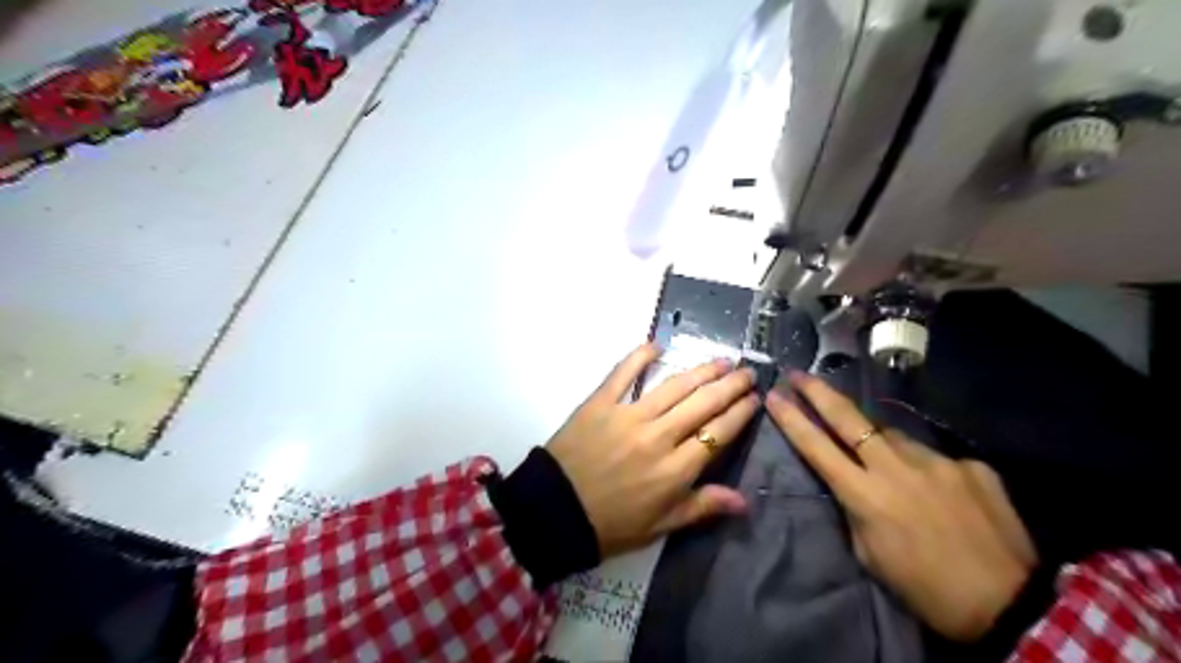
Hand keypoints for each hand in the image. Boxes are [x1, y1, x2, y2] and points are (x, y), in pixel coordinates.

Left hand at [552, 345, 760, 555]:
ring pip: (674, 386)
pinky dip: (640, 356)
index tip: (754, 399)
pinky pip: (623, 374)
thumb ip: (701, 507)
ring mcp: (629, 416)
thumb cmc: (610, 524)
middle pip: (704, 403)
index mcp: (676, 470)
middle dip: (731, 385)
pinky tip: (657, 345)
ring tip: (721, 361)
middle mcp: (659, 436)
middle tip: (747, 372)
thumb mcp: (660, 526)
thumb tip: (745, 500)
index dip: (740, 413)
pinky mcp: (600, 403)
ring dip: (701, 371)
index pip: (719, 433)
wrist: (554, 511)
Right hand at [767, 369, 1036, 638]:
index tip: (774, 395)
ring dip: (880, 443)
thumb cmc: (925, 588)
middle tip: (798, 374)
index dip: (792, 419)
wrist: (1009, 604)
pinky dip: (925, 468)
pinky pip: (933, 457)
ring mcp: (936, 460)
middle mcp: (896, 467)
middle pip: (848, 418)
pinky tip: (938, 493)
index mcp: (865, 495)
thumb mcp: (870, 553)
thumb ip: (856, 509)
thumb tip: (855, 480)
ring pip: (893, 437)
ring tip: (887, 466)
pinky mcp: (969, 464)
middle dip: (818, 392)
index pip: (816, 447)